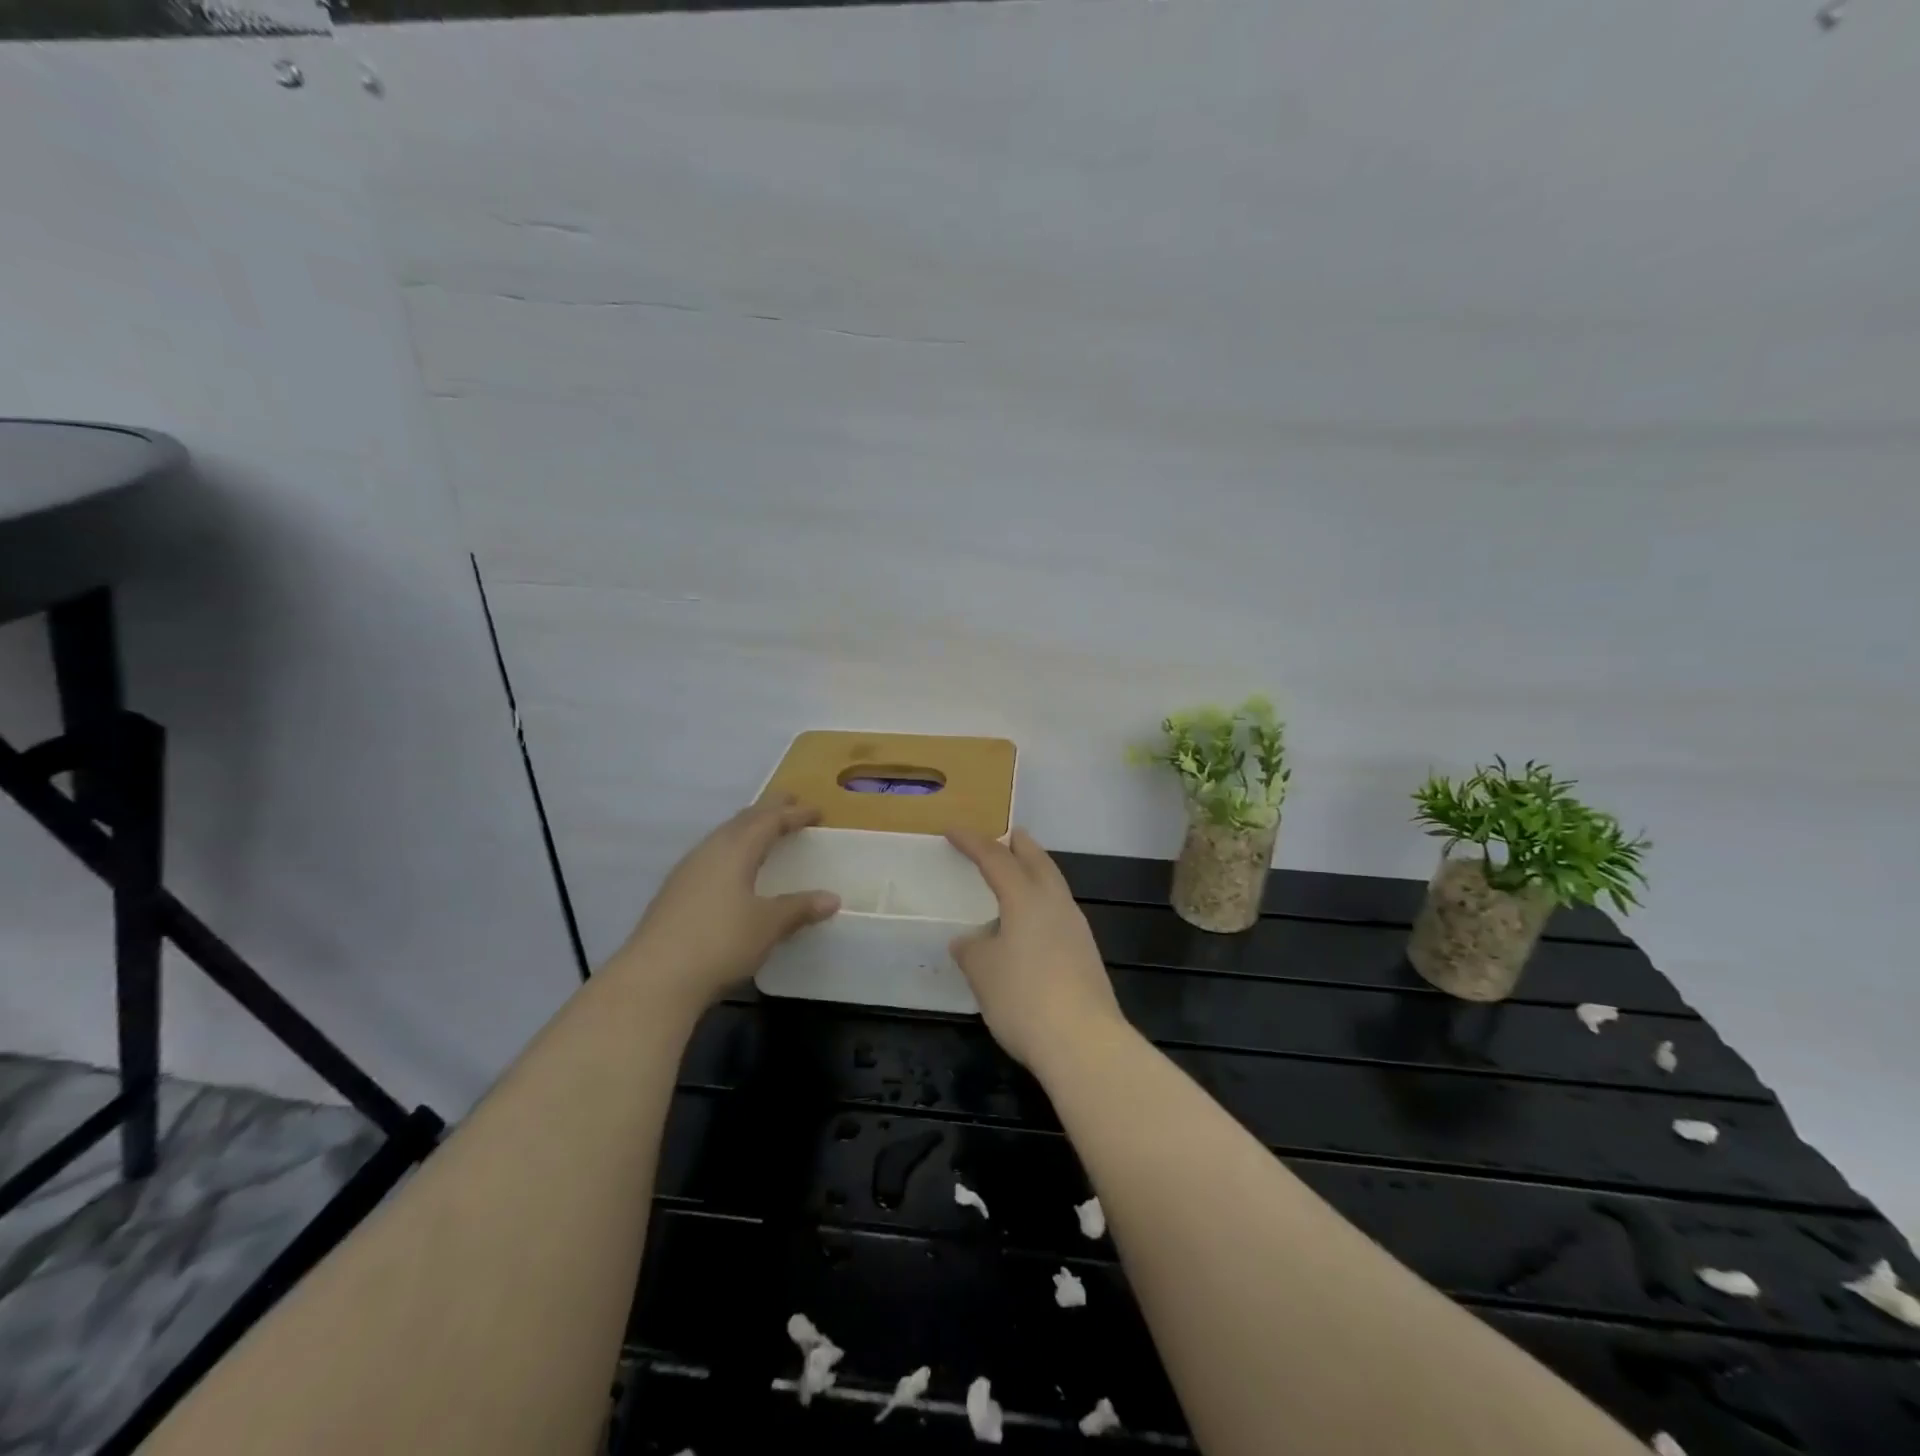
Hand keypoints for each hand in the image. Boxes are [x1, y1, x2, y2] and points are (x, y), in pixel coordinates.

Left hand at [611, 796, 839, 1006]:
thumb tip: (832, 898)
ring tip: (763, 833)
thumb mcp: (768, 925)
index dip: (794, 814)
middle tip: (790, 804)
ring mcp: (687, 871)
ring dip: (746, 829)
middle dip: (768, 810)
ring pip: (723, 837)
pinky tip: (732, 871)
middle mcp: (709, 851)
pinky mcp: (674, 893)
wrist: (655, 978)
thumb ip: (799, 908)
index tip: (817, 811)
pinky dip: (731, 851)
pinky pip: (710, 857)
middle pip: (742, 821)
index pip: (769, 820)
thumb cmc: (720, 942)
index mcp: (735, 850)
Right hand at [947, 827, 1126, 1070]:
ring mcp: (1076, 927)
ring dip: (1035, 871)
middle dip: (1019, 845)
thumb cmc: (1023, 997)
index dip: (972, 843)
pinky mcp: (1086, 952)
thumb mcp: (982, 972)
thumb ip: (972, 949)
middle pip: (1038, 861)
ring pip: (1054, 884)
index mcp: (1025, 897)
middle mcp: (1055, 903)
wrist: (1083, 1041)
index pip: (995, 858)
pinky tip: (1032, 921)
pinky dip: (1043, 900)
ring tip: (1019, 874)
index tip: (952, 832)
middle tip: (1006, 835)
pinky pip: (1059, 910)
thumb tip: (970, 940)